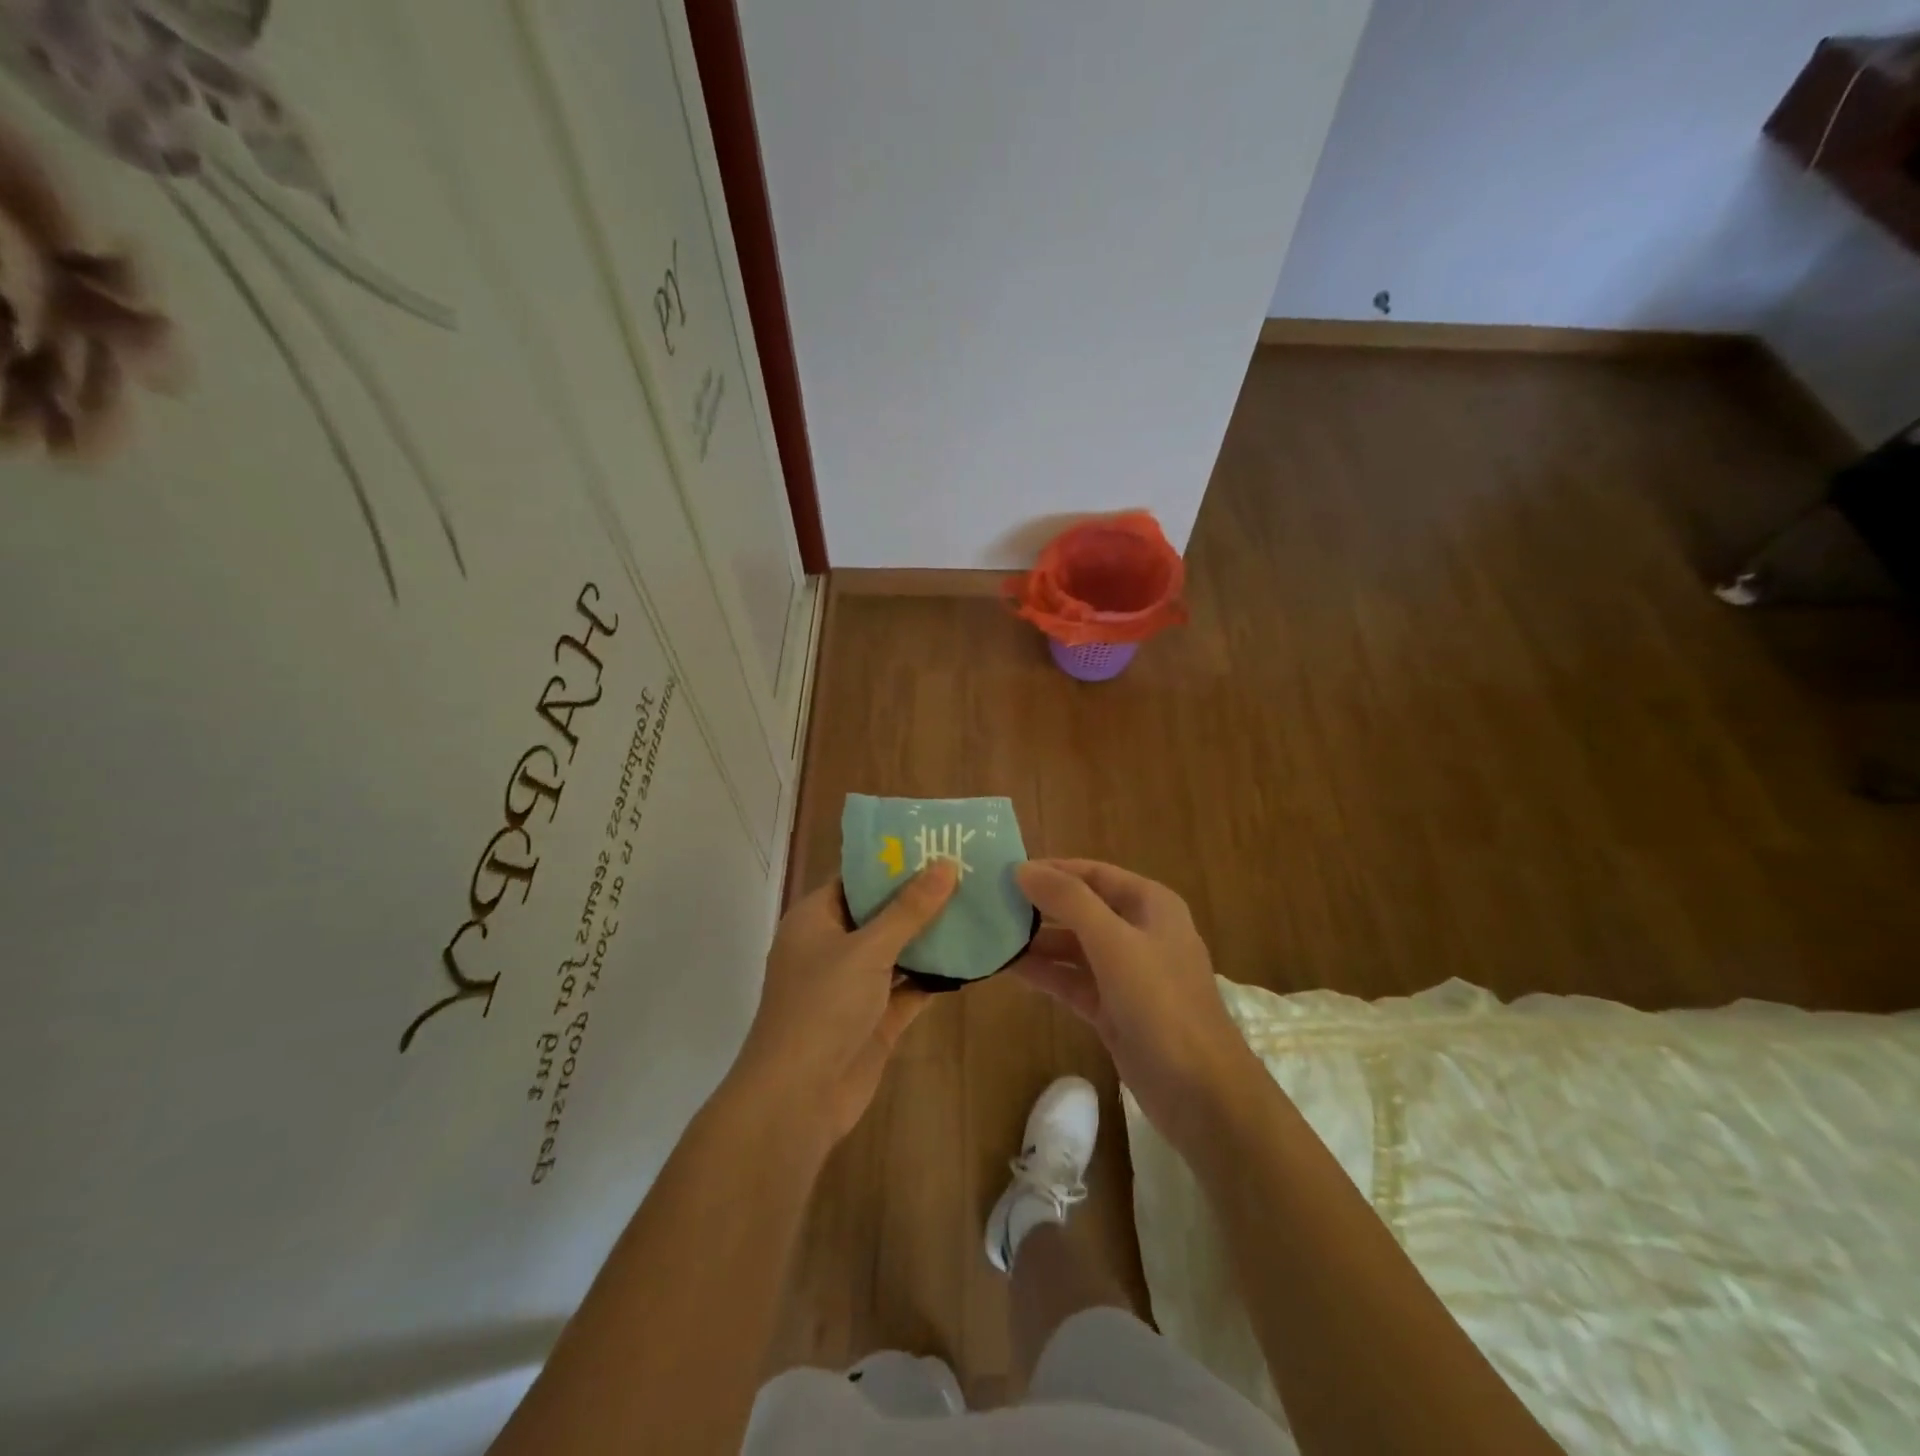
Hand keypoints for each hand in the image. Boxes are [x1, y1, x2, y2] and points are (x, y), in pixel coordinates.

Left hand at [732, 863, 957, 1146]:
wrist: (799, 1098)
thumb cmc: (822, 1007)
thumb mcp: (867, 949)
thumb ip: (908, 909)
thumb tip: (945, 864)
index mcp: (816, 919)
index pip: (856, 878)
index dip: (893, 861)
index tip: (935, 843)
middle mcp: (833, 946)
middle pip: (881, 912)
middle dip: (921, 896)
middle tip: (968, 870)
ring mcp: (855, 985)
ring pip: (899, 950)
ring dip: (932, 935)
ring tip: (978, 905)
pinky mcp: (876, 1017)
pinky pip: (910, 986)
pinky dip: (936, 974)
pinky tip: (973, 956)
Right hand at [1011, 859, 1261, 1146]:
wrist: (1202, 1093)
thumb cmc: (1162, 1004)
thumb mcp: (1114, 943)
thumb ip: (1068, 901)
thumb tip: (1022, 868)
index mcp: (1150, 905)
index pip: (1093, 873)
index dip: (1052, 869)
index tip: (1005, 870)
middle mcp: (1139, 932)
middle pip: (1081, 908)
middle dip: (1040, 905)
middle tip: (990, 903)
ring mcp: (1126, 974)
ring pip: (1074, 947)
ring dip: (1037, 942)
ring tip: (990, 935)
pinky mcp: (1113, 1009)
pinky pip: (1072, 981)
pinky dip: (1045, 974)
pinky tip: (1008, 969)